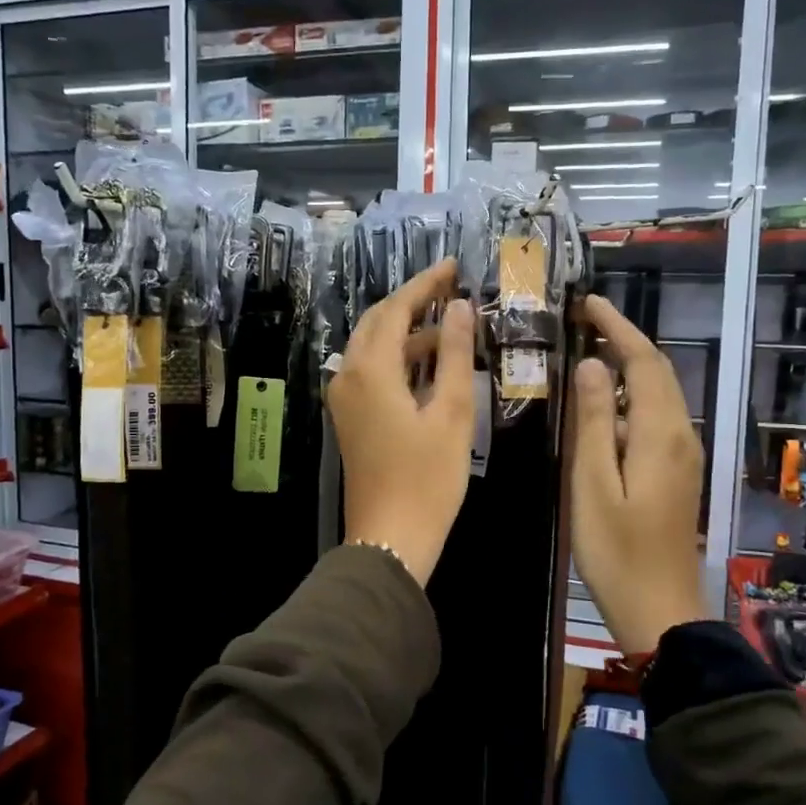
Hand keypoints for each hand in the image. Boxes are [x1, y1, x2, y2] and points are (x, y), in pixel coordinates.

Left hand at [329, 259, 475, 585]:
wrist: (390, 538)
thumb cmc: (426, 478)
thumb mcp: (450, 412)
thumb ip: (453, 354)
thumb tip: (461, 307)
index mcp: (370, 370)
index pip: (395, 310)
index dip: (424, 285)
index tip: (453, 266)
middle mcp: (348, 375)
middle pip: (378, 323)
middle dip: (412, 302)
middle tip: (451, 289)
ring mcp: (344, 398)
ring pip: (373, 347)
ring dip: (407, 332)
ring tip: (451, 325)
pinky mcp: (350, 417)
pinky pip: (372, 371)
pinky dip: (399, 359)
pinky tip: (430, 363)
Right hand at [571, 295, 705, 655]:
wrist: (660, 609)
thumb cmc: (616, 551)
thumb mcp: (591, 485)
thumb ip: (591, 423)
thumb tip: (590, 366)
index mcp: (660, 434)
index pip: (643, 362)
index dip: (617, 327)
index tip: (587, 304)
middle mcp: (682, 435)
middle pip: (657, 372)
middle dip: (624, 340)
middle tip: (583, 322)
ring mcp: (684, 454)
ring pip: (659, 394)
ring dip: (627, 368)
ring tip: (586, 354)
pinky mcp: (678, 472)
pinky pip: (656, 418)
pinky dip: (631, 398)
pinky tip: (602, 408)